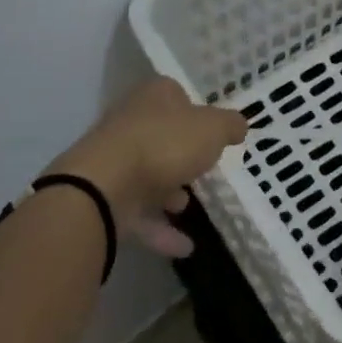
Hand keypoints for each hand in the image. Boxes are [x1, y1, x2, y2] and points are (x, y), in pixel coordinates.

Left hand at [46, 77, 246, 257]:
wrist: (102, 187)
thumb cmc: (165, 144)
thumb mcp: (213, 128)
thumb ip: (230, 126)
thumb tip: (239, 126)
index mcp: (154, 96)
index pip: (176, 95)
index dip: (196, 111)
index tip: (212, 132)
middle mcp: (130, 122)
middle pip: (162, 136)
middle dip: (182, 156)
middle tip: (203, 172)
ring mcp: (113, 161)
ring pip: (147, 174)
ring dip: (168, 193)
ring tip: (189, 208)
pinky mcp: (104, 198)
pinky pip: (137, 213)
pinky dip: (160, 230)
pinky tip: (184, 247)